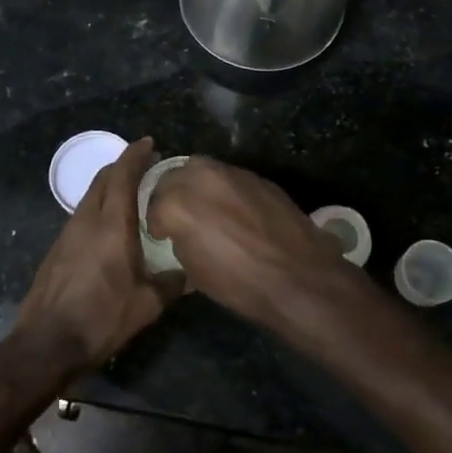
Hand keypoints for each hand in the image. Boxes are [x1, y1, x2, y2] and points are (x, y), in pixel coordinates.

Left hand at [13, 137, 175, 376]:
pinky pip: (81, 216)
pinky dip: (98, 208)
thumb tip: (189, 273)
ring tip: (131, 195)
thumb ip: (171, 284)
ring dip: (109, 187)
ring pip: (90, 197)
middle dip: (123, 166)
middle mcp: (87, 220)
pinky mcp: (57, 250)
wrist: (47, 343)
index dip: (135, 155)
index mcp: (112, 225)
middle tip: (145, 166)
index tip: (149, 143)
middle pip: (103, 179)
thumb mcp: (147, 305)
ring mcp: (67, 234)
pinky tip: (110, 228)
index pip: (123, 176)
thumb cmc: (102, 319)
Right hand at [145, 157, 349, 327]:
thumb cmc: (239, 283)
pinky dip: (225, 189)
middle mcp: (201, 178)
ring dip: (198, 186)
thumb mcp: (194, 270)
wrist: (297, 276)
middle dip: (172, 194)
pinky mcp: (258, 177)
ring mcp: (232, 173)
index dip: (157, 224)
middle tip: (180, 216)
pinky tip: (235, 211)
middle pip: (174, 176)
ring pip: (203, 169)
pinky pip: (231, 177)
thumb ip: (181, 240)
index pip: (154, 207)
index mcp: (178, 204)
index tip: (163, 235)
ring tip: (206, 209)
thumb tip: (183, 232)